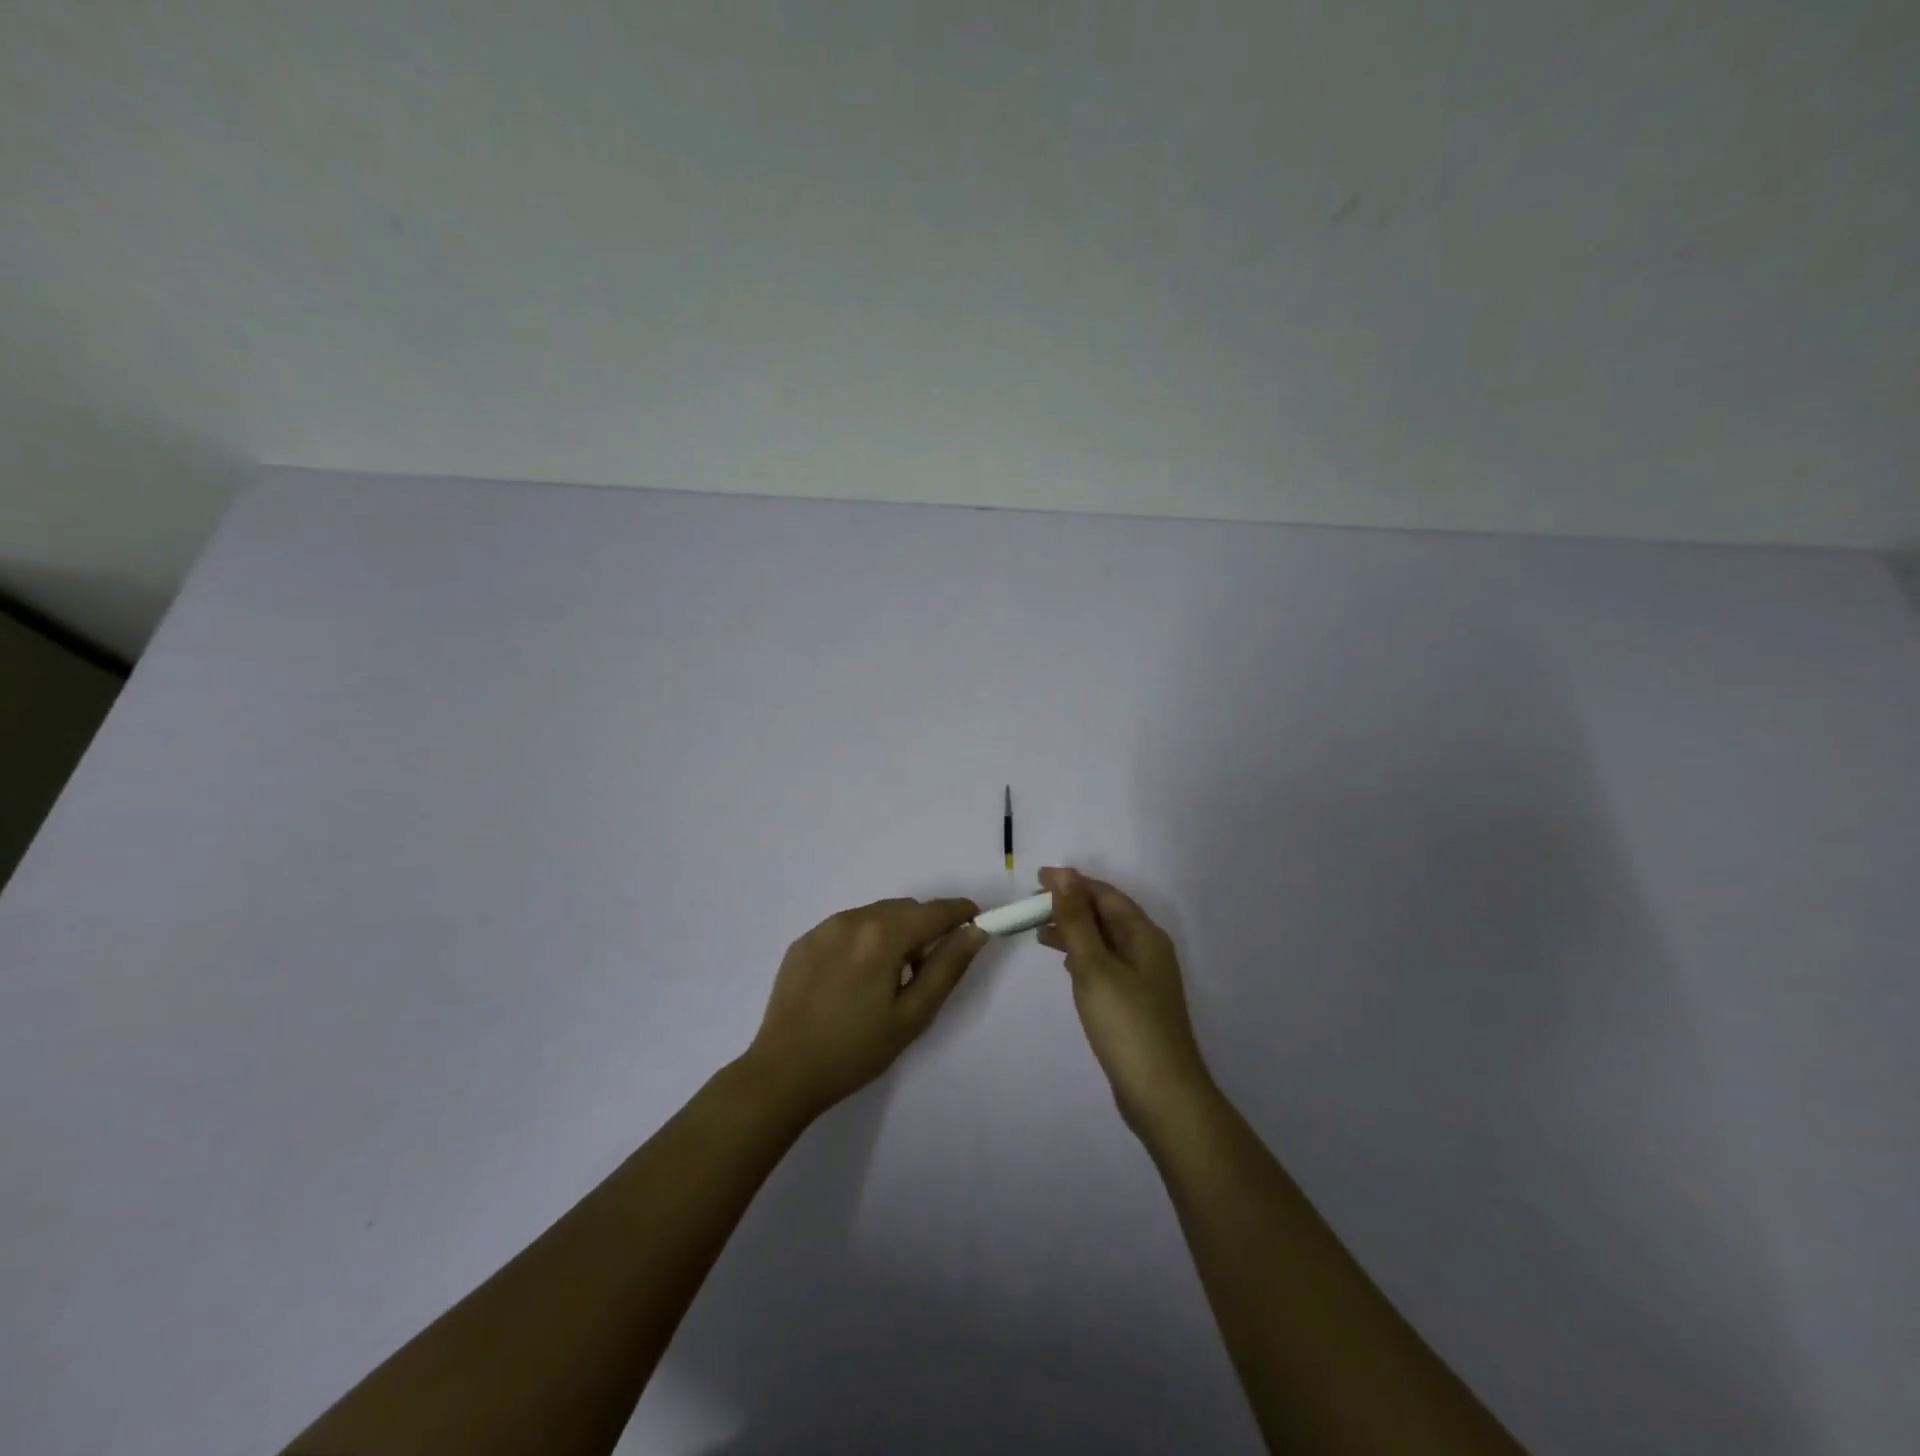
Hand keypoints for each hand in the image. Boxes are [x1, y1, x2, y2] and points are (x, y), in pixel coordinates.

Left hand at [745, 897, 986, 1119]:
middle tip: (926, 970)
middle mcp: (853, 919)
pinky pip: (847, 928)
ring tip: (887, 979)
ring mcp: (823, 928)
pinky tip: (854, 980)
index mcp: (882, 935)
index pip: (934, 911)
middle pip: (904, 909)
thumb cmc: (856, 1050)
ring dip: (893, 933)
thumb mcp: (912, 1015)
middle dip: (924, 928)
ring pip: (875, 915)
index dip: (960, 912)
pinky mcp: (803, 941)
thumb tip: (975, 931)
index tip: (975, 922)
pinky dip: (863, 941)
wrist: (783, 1072)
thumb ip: (948, 967)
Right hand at [1038, 867, 1213, 1134]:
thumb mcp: (1094, 966)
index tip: (1036, 879)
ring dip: (1074, 930)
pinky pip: (1106, 964)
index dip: (1072, 883)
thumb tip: (1062, 875)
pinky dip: (1083, 956)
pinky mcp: (1135, 1002)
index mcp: (1144, 935)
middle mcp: (1148, 950)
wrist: (1162, 1095)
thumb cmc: (1127, 1024)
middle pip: (1106, 915)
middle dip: (1071, 905)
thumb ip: (1076, 920)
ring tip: (1038, 932)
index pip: (1105, 895)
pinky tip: (1065, 964)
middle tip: (1031, 906)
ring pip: (1104, 940)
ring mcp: (1144, 978)